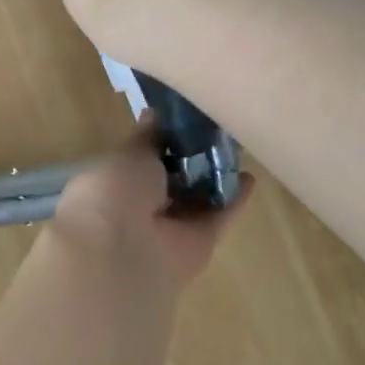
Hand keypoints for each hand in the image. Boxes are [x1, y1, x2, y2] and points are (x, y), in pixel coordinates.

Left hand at [51, 118, 251, 289]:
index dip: (161, 142)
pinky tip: (250, 177)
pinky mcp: (199, 244)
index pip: (141, 161)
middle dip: (191, 159)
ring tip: (237, 146)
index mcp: (114, 185)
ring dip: (214, 177)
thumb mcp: (129, 153)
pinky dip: (235, 200)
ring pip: (197, 199)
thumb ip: (147, 138)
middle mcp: (141, 209)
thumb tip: (153, 113)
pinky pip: (218, 217)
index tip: (183, 119)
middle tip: (216, 128)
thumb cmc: (114, 192)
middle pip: (173, 181)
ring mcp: (170, 229)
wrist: (122, 251)